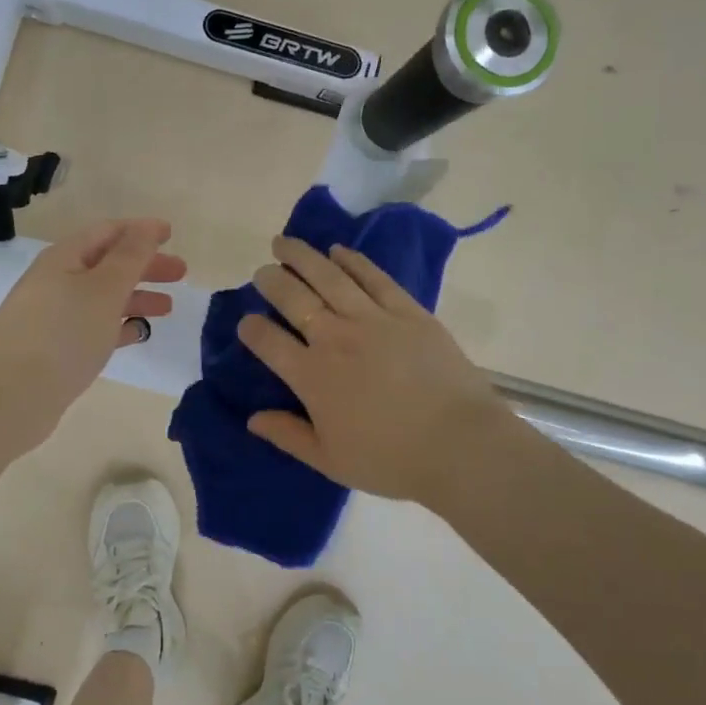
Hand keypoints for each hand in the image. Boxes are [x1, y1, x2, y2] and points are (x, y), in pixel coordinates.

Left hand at [0, 218, 185, 450]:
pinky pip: (94, 328)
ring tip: (168, 308)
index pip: (107, 232)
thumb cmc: (63, 333)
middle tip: (181, 273)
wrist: (10, 397)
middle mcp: (56, 282)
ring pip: (102, 298)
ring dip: (136, 297)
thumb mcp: (104, 288)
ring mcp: (54, 317)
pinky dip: (119, 326)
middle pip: (107, 264)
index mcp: (64, 259)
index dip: (140, 231)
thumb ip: (130, 257)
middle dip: (144, 266)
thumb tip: (147, 227)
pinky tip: (138, 334)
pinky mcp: (56, 350)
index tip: (171, 233)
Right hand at [237, 236, 516, 502]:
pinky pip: (374, 277)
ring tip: (285, 243)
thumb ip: (288, 436)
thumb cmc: (391, 459)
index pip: (268, 341)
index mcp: (312, 375)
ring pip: (329, 277)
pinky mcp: (407, 311)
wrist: (459, 444)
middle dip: (271, 281)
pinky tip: (338, 250)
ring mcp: (373, 319)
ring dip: (302, 256)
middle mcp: (335, 337)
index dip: (251, 329)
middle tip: (262, 272)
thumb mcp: (330, 460)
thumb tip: (252, 418)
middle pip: (293, 298)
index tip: (246, 323)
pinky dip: (353, 261)